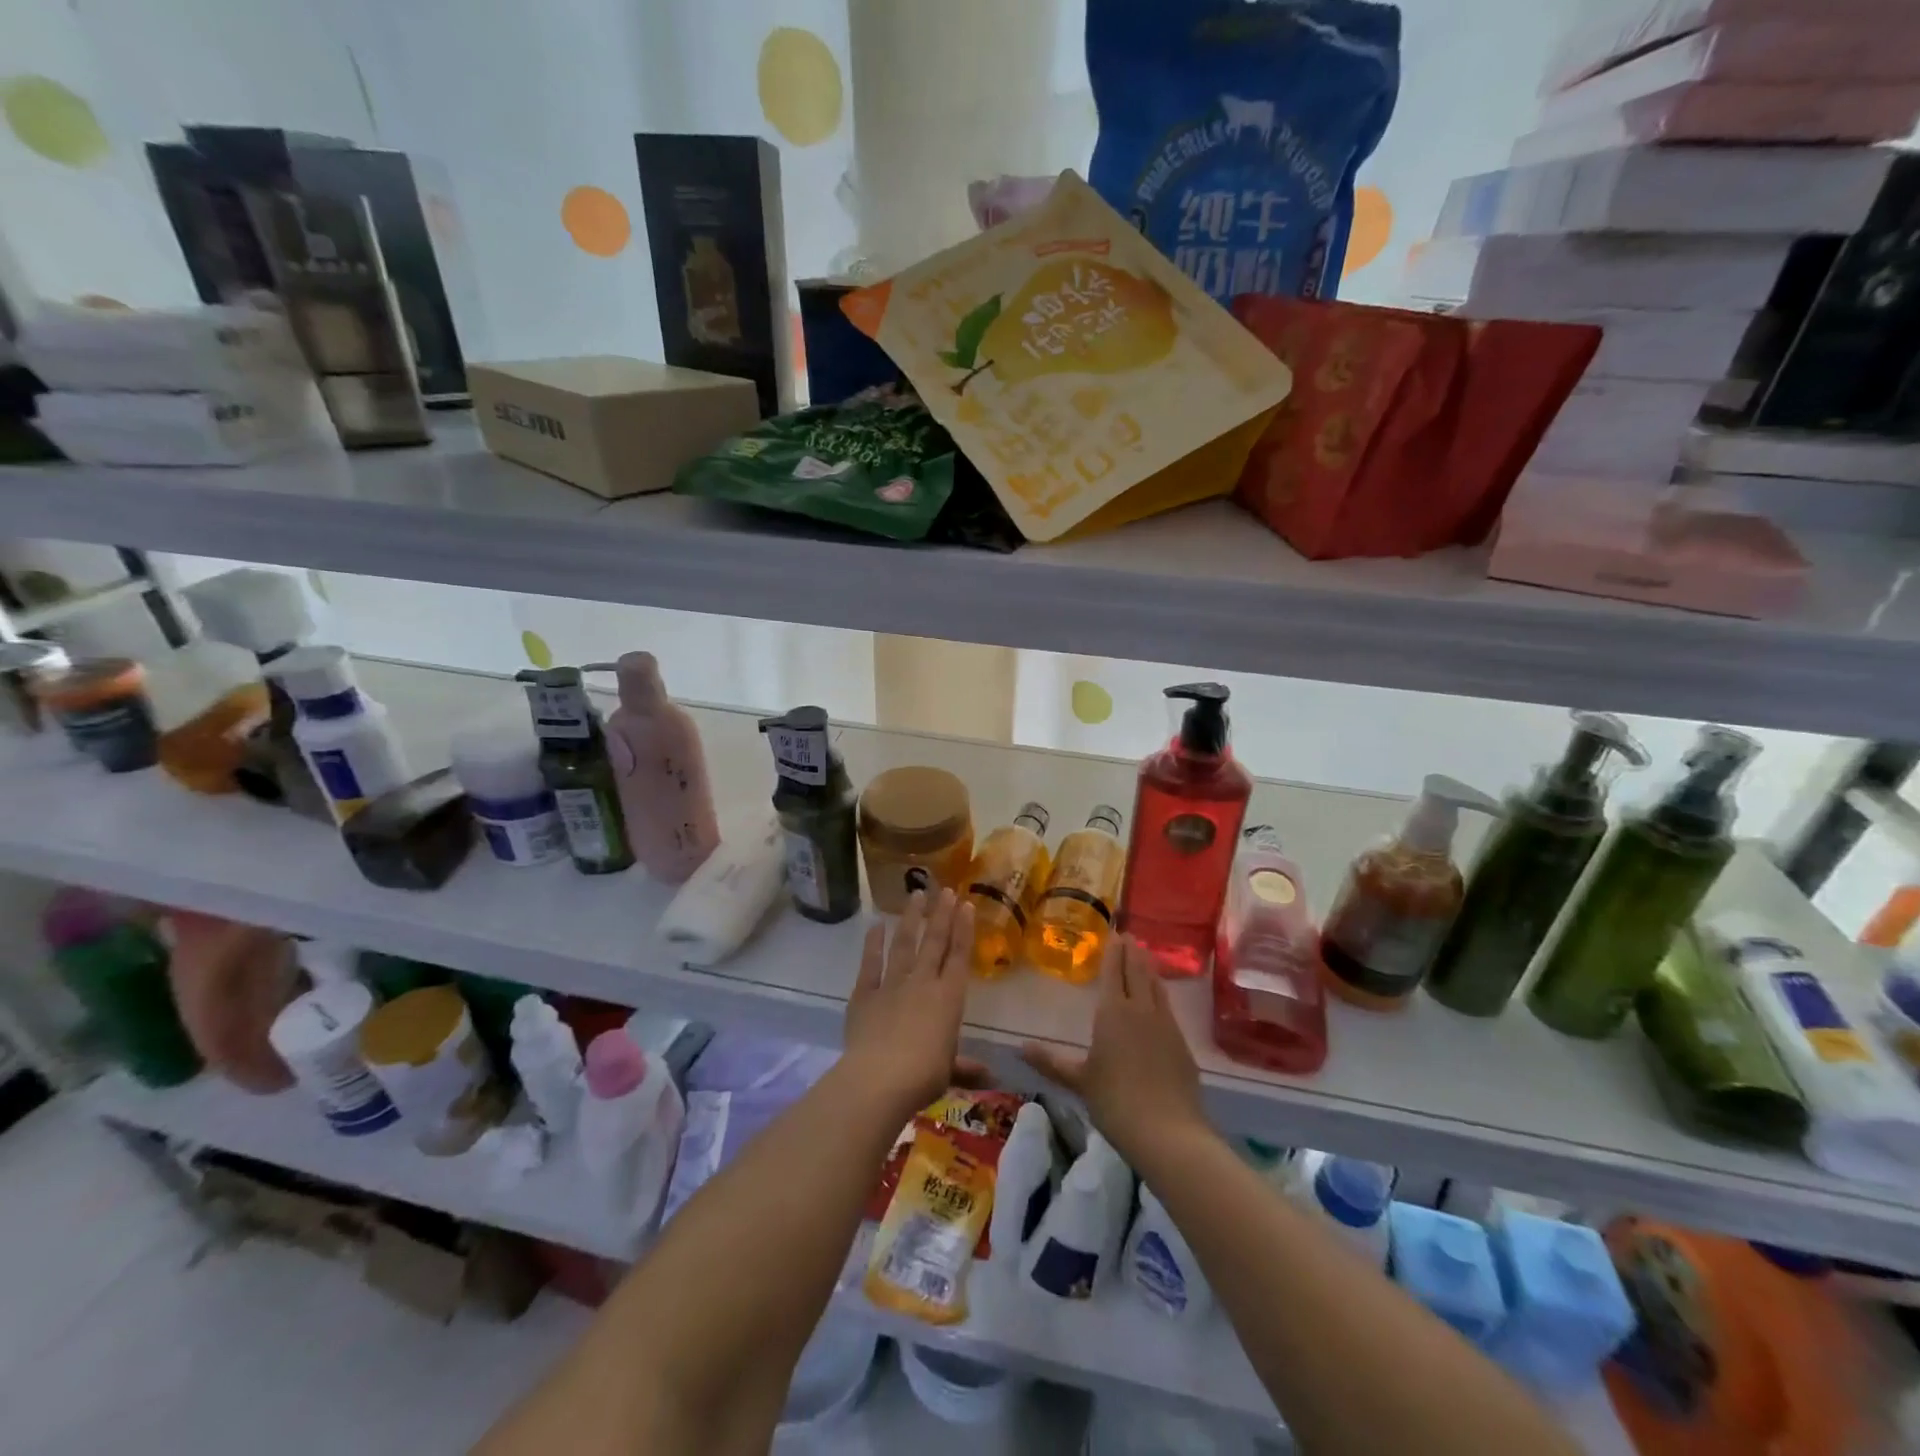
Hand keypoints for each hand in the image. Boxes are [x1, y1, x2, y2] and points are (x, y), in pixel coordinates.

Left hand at [842, 888, 976, 1114]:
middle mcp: (923, 983)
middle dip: (941, 914)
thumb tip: (991, 1077)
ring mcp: (892, 984)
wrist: (880, 1078)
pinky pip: (870, 962)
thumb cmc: (923, 1076)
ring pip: (904, 944)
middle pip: (934, 942)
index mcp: (949, 998)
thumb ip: (966, 1067)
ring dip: (911, 918)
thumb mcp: (949, 1071)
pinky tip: (875, 925)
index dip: (964, 929)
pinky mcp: (865, 993)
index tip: (966, 904)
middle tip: (945, 889)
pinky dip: (873, 943)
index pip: (960, 956)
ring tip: (916, 894)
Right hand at [1020, 935, 1205, 1165]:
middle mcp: (1141, 1009)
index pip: (1115, 972)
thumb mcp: (1079, 1081)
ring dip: (1149, 968)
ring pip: (1156, 986)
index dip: (1114, 951)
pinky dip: (1161, 993)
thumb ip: (1051, 1062)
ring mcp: (1165, 1025)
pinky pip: (1167, 1007)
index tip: (1115, 932)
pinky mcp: (1181, 1043)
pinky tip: (1160, 998)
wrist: (1168, 1132)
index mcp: (1113, 1012)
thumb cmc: (1115, 1101)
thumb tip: (1020, 1047)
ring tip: (1145, 955)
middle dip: (1132, 952)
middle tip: (1129, 935)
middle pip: (1137, 972)